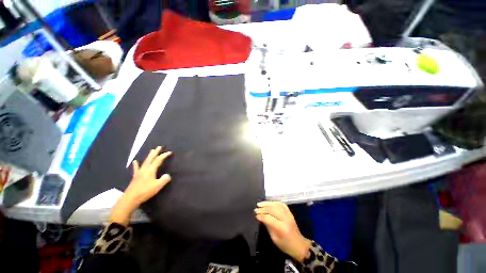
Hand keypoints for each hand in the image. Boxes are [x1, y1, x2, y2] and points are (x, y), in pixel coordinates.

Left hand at [109, 146, 171, 225]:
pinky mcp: (135, 177)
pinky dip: (136, 164)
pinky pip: (136, 168)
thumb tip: (167, 175)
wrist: (130, 198)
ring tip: (151, 150)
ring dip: (149, 156)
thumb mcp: (158, 186)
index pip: (159, 160)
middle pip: (151, 158)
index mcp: (151, 170)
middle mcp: (145, 169)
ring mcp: (139, 172)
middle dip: (156, 152)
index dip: (164, 155)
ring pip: (145, 161)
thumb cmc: (145, 191)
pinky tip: (135, 161)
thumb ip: (164, 179)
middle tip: (159, 147)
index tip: (170, 152)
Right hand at [255, 201, 311, 261]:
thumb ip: (268, 226)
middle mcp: (285, 218)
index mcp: (281, 227)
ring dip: (267, 203)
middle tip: (256, 209)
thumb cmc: (285, 244)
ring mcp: (288, 214)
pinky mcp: (289, 212)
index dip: (261, 216)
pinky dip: (274, 202)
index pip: (269, 218)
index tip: (255, 215)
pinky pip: (281, 204)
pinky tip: (269, 203)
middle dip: (263, 209)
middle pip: (272, 209)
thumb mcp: (274, 238)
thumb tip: (260, 217)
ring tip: (260, 204)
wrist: (299, 244)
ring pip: (276, 205)